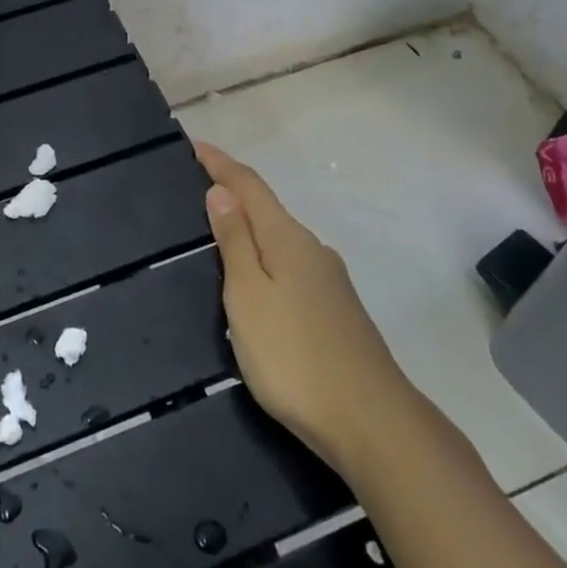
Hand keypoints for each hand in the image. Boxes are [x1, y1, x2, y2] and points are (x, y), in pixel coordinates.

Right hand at [198, 141, 408, 475]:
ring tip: (220, 231)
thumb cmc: (294, 356)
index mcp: (287, 239)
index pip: (249, 186)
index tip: (194, 145)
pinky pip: (291, 266)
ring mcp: (330, 281)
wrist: (372, 422)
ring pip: (281, 240)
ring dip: (251, 227)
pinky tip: (257, 279)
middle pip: (267, 209)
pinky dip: (266, 257)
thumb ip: (235, 243)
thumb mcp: (248, 296)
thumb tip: (221, 192)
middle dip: (234, 193)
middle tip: (199, 187)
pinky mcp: (337, 311)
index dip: (220, 164)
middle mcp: (312, 250)